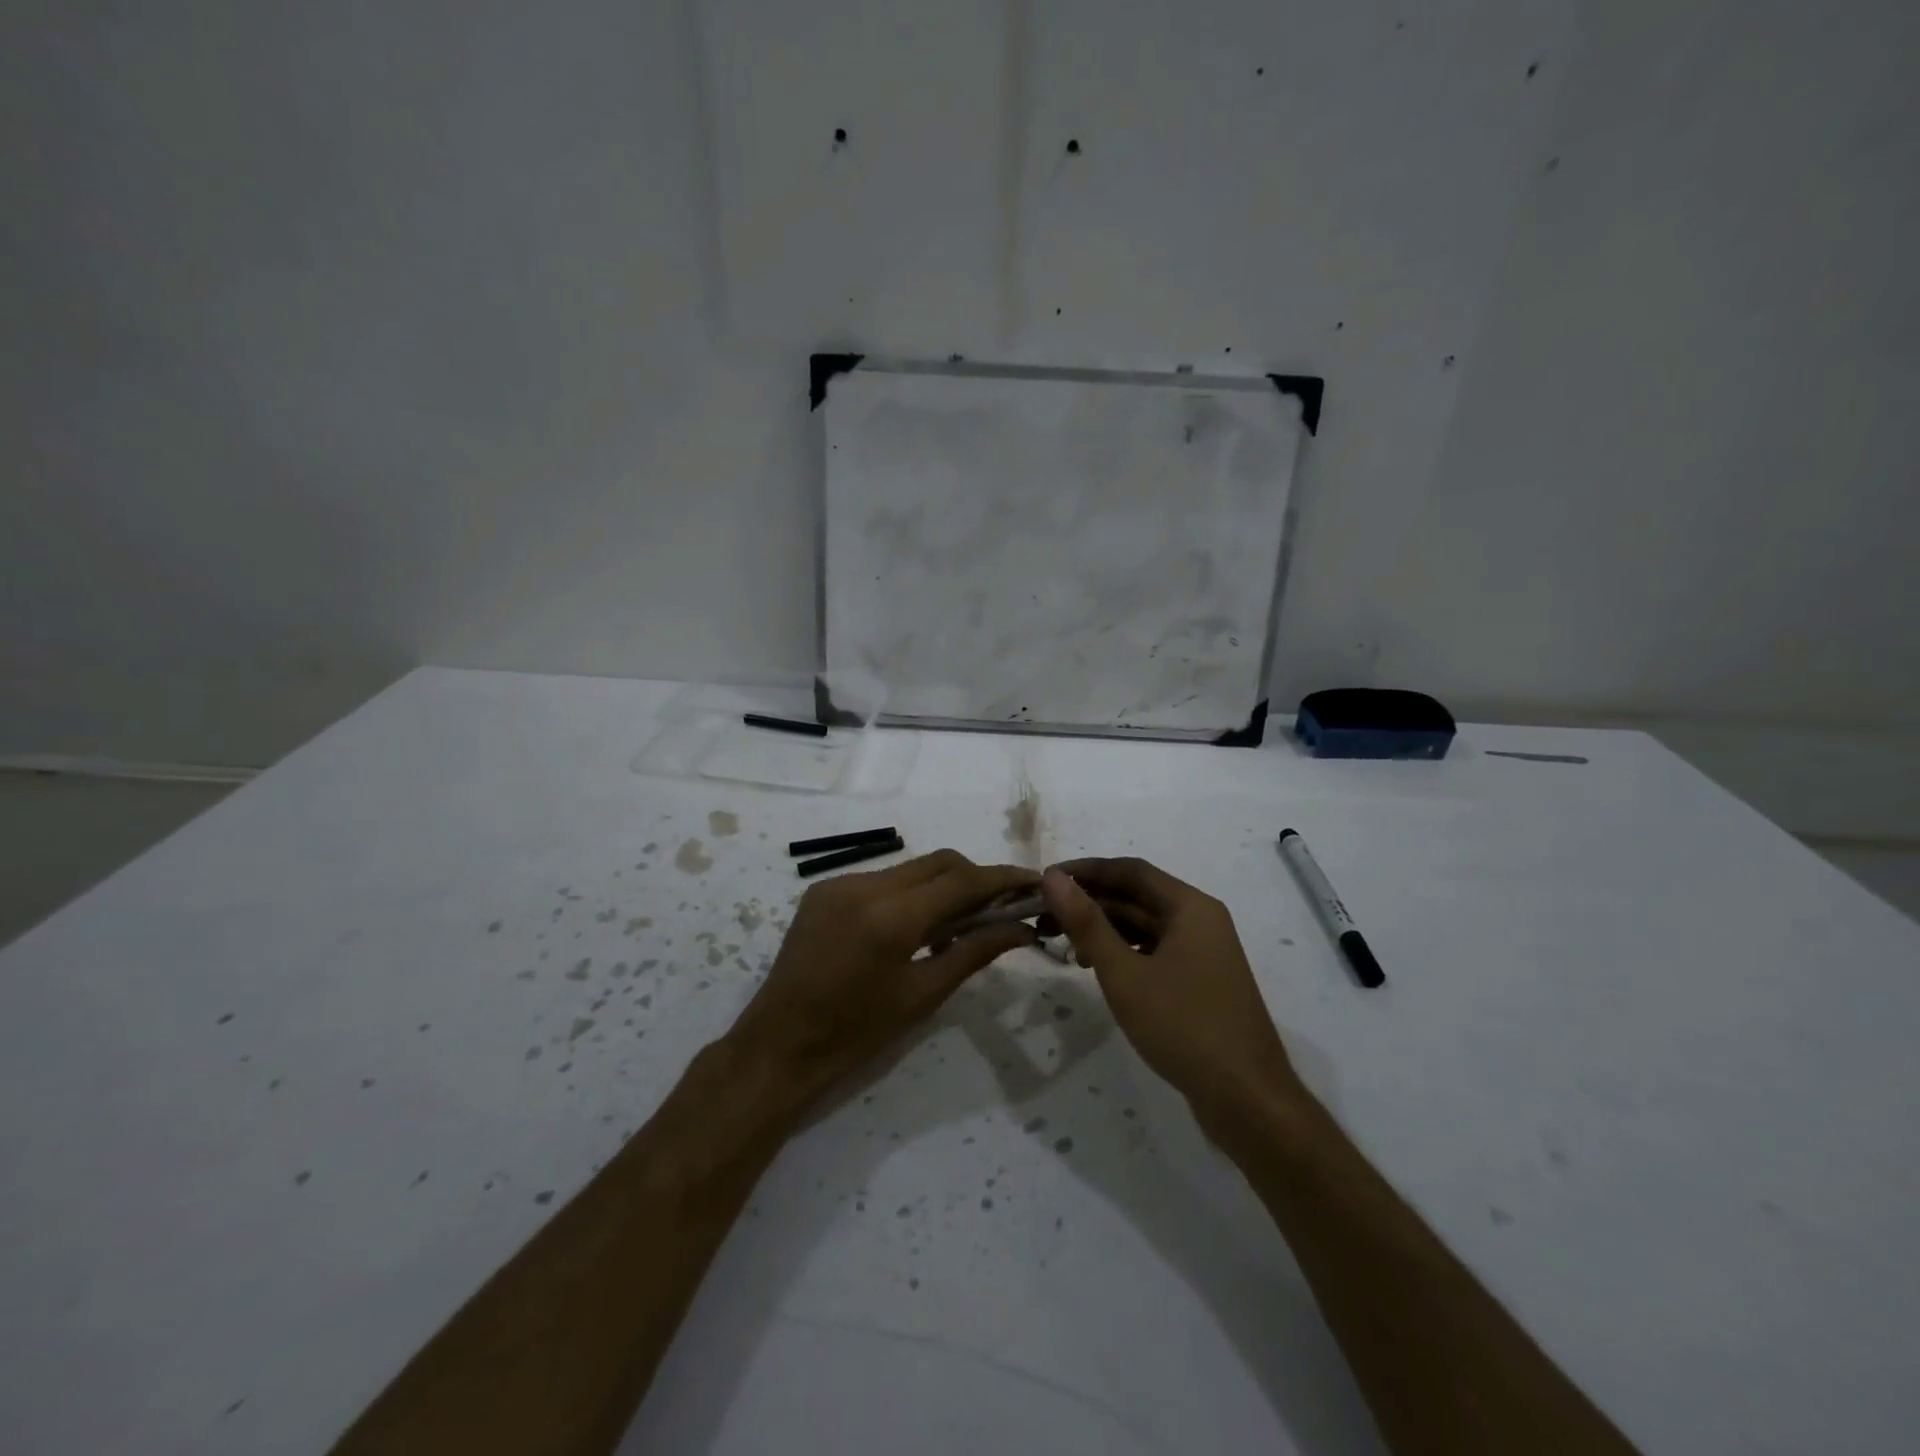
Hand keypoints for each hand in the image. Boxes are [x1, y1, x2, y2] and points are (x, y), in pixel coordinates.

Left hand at [727, 850, 1037, 1113]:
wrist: (778, 1045)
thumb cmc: (856, 1033)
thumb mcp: (922, 995)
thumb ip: (973, 952)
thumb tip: (1021, 928)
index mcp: (891, 916)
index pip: (961, 881)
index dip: (1002, 878)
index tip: (1034, 881)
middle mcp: (864, 885)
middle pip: (938, 862)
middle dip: (975, 877)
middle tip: (1003, 904)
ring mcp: (839, 883)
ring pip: (910, 868)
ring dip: (942, 885)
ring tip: (961, 921)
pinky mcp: (823, 890)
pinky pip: (882, 880)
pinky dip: (909, 893)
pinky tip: (917, 925)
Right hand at [1039, 858, 1305, 1127]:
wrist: (1247, 1099)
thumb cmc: (1183, 1026)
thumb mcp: (1125, 974)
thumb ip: (1087, 923)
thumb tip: (1054, 878)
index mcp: (1190, 907)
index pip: (1130, 870)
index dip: (1086, 871)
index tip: (1045, 880)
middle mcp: (1200, 920)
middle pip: (1137, 896)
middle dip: (1090, 903)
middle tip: (1044, 917)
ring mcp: (1203, 952)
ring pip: (1145, 926)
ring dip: (1104, 929)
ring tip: (1063, 945)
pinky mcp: (1201, 981)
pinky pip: (1155, 951)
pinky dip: (1124, 953)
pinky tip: (1097, 969)